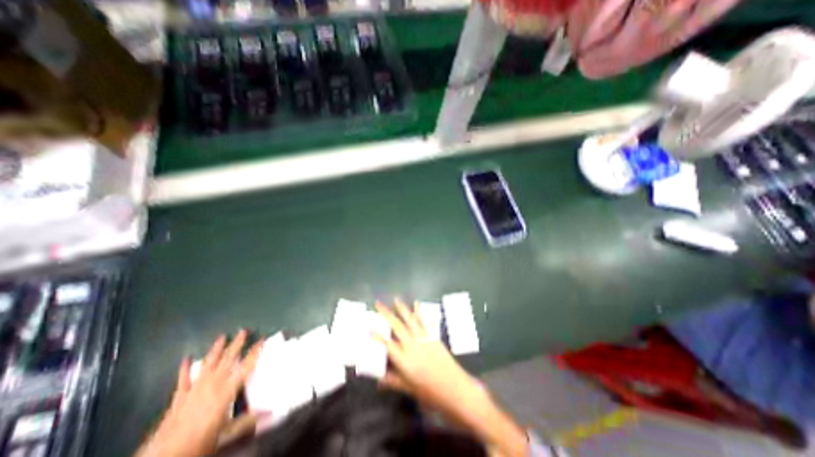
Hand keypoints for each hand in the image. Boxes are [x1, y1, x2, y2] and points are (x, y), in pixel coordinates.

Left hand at [135, 331, 261, 456]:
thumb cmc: (201, 442)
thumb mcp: (227, 434)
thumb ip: (248, 421)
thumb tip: (270, 413)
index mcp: (227, 391)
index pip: (245, 366)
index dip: (255, 352)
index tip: (261, 339)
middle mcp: (213, 385)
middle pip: (228, 359)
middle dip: (237, 344)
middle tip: (244, 330)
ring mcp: (194, 389)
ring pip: (209, 364)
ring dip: (216, 349)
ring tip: (222, 336)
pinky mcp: (179, 397)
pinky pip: (183, 379)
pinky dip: (185, 368)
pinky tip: (187, 358)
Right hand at [374, 302, 482, 423]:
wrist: (455, 388)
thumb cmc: (430, 392)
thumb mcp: (409, 389)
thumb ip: (392, 381)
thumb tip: (378, 380)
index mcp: (404, 360)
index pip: (387, 344)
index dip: (377, 335)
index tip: (369, 326)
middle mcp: (412, 345)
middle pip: (397, 326)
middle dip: (386, 314)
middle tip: (378, 304)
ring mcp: (423, 339)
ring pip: (410, 320)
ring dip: (402, 308)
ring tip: (395, 299)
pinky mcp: (433, 336)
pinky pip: (424, 321)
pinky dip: (420, 312)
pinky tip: (416, 304)